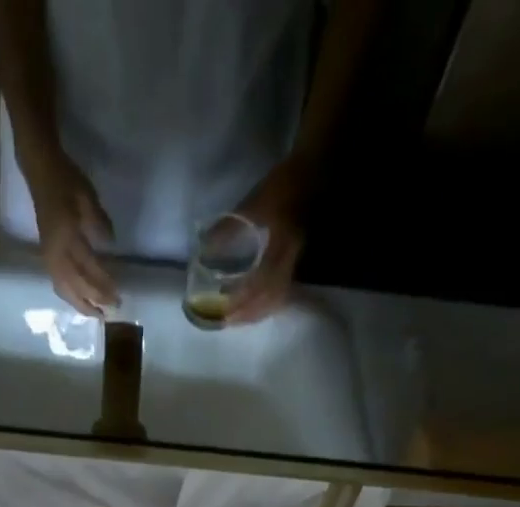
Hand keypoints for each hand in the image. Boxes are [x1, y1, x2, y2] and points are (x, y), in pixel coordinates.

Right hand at [22, 147, 119, 316]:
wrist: (41, 171)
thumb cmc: (67, 181)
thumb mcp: (88, 197)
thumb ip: (99, 222)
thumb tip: (109, 245)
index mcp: (67, 236)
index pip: (88, 268)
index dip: (103, 284)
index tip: (117, 295)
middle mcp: (56, 252)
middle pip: (76, 285)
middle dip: (94, 300)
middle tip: (110, 311)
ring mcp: (49, 256)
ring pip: (64, 289)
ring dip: (80, 304)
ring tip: (95, 314)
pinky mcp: (46, 256)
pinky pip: (57, 283)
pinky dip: (69, 296)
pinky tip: (78, 301)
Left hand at [228, 154, 315, 323]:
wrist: (314, 171)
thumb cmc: (283, 184)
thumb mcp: (255, 202)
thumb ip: (230, 227)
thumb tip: (205, 249)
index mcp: (283, 246)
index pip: (262, 283)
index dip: (243, 299)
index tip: (225, 307)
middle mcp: (291, 260)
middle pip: (270, 298)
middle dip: (247, 313)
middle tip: (226, 321)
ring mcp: (295, 263)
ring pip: (277, 299)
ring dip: (256, 313)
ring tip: (236, 319)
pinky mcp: (295, 263)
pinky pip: (282, 293)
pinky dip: (266, 305)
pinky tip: (253, 309)